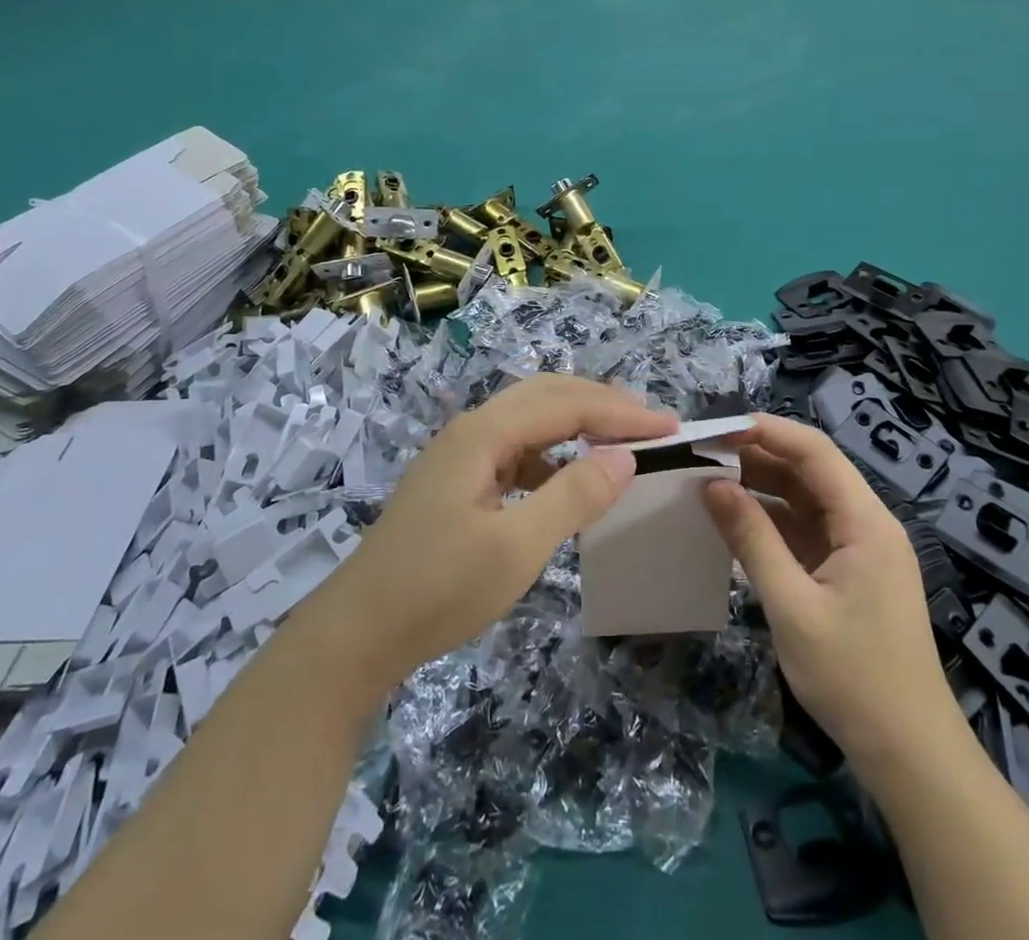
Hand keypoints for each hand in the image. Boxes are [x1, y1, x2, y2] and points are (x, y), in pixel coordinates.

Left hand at [294, 374, 676, 696]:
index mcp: (484, 433)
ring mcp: (460, 454)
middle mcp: (471, 429)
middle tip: (650, 423)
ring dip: (576, 423)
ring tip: (618, 443)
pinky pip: (515, 449)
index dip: (621, 412)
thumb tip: (624, 456)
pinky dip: (551, 454)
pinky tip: (567, 479)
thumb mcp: (517, 547)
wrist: (357, 633)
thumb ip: (574, 496)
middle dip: (601, 403)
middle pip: (546, 395)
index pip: (566, 404)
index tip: (670, 427)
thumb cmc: (439, 589)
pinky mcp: (456, 481)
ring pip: (528, 419)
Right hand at [703, 415, 959, 768]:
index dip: (767, 431)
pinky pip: (805, 530)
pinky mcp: (848, 573)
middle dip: (757, 457)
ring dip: (761, 488)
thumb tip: (711, 484)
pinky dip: (771, 522)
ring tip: (708, 481)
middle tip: (701, 455)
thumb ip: (752, 539)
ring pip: (804, 499)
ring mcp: (858, 549)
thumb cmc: (854, 678)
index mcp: (866, 522)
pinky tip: (734, 522)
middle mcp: (866, 524)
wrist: (910, 757)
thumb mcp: (792, 606)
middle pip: (810, 471)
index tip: (716, 428)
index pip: (815, 452)